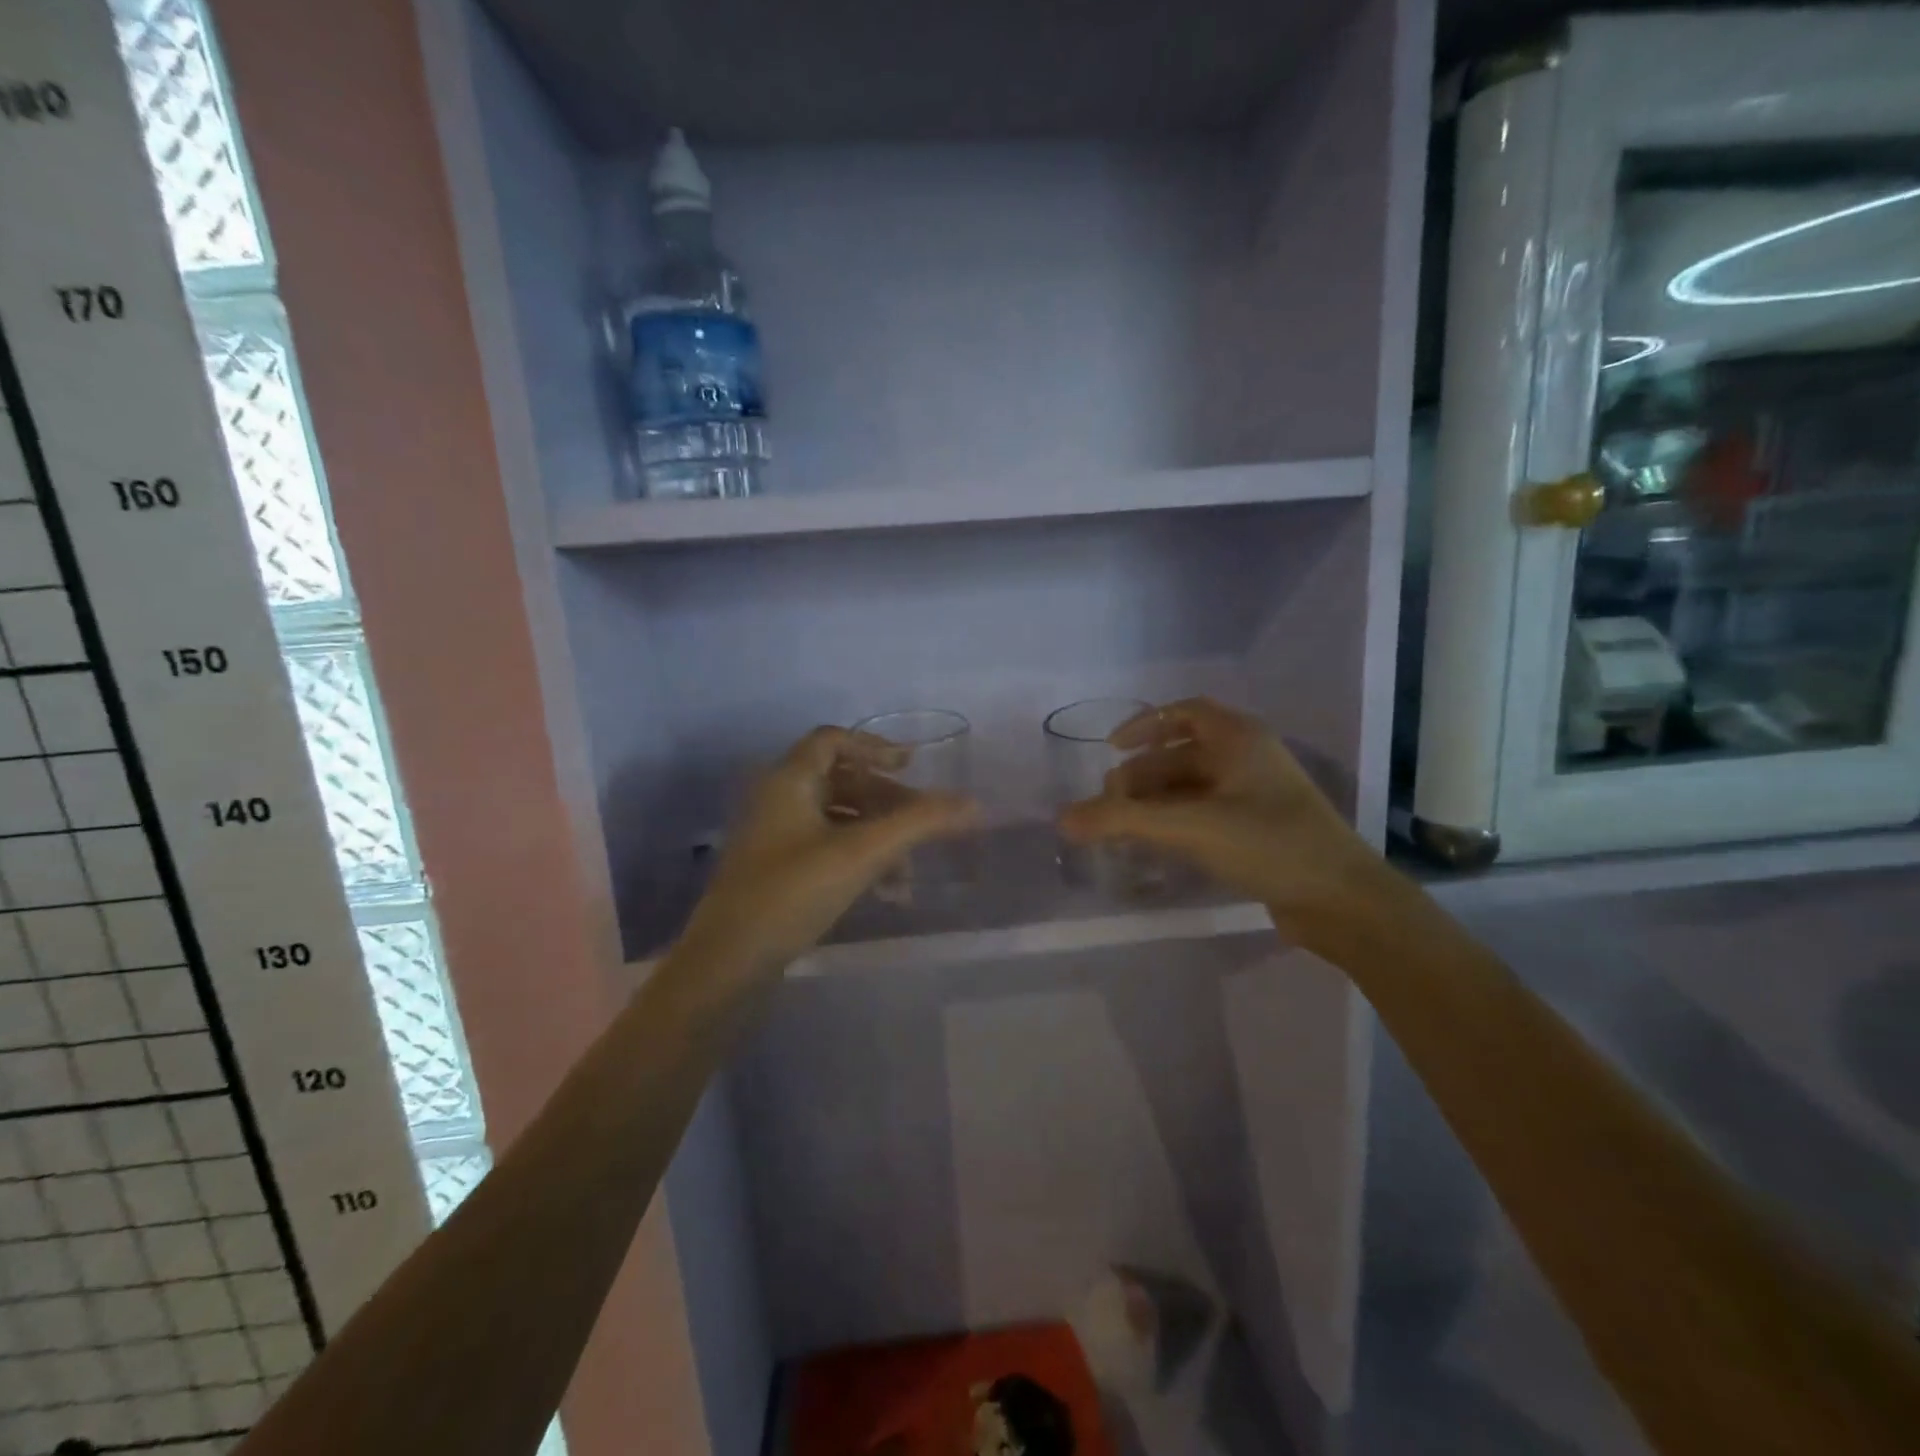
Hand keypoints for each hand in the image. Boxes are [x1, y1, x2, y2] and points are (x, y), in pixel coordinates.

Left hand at [674, 727, 976, 981]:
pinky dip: (858, 858)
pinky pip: (825, 847)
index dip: (874, 747)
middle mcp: (777, 799)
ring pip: (836, 818)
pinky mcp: (775, 870)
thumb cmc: (792, 893)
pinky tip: (887, 891)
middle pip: (840, 780)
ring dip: (877, 835)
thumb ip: (919, 823)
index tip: (911, 766)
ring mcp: (773, 837)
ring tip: (909, 868)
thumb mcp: (862, 853)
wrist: (728, 963)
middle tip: (924, 820)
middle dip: (886, 799)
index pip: (833, 740)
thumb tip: (973, 804)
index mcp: (788, 780)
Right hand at [1056, 698, 1390, 943]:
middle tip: (1109, 805)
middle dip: (1141, 776)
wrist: (1342, 901)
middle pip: (1181, 755)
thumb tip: (1062, 818)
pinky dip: (1175, 823)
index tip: (1111, 748)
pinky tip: (1154, 846)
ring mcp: (1256, 796)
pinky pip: (1205, 815)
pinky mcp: (1259, 831)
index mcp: (1239, 739)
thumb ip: (1123, 820)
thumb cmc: (1269, 844)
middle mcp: (1247, 759)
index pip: (1184, 712)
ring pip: (1191, 788)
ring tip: (1122, 828)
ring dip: (1155, 803)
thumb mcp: (1190, 827)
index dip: (1144, 725)